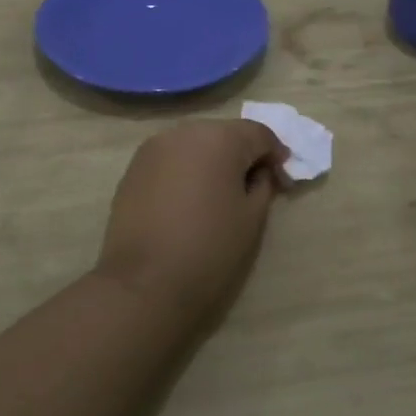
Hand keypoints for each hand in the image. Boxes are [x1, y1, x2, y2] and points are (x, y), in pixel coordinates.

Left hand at [96, 119, 288, 321]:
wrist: (144, 283)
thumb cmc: (209, 249)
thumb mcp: (252, 218)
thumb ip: (263, 184)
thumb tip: (259, 172)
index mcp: (219, 138)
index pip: (258, 133)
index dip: (275, 154)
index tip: (282, 180)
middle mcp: (184, 132)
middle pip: (224, 134)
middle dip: (242, 154)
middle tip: (253, 185)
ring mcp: (153, 148)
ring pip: (195, 144)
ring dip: (211, 160)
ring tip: (218, 194)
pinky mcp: (133, 168)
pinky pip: (171, 159)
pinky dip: (185, 170)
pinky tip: (188, 200)